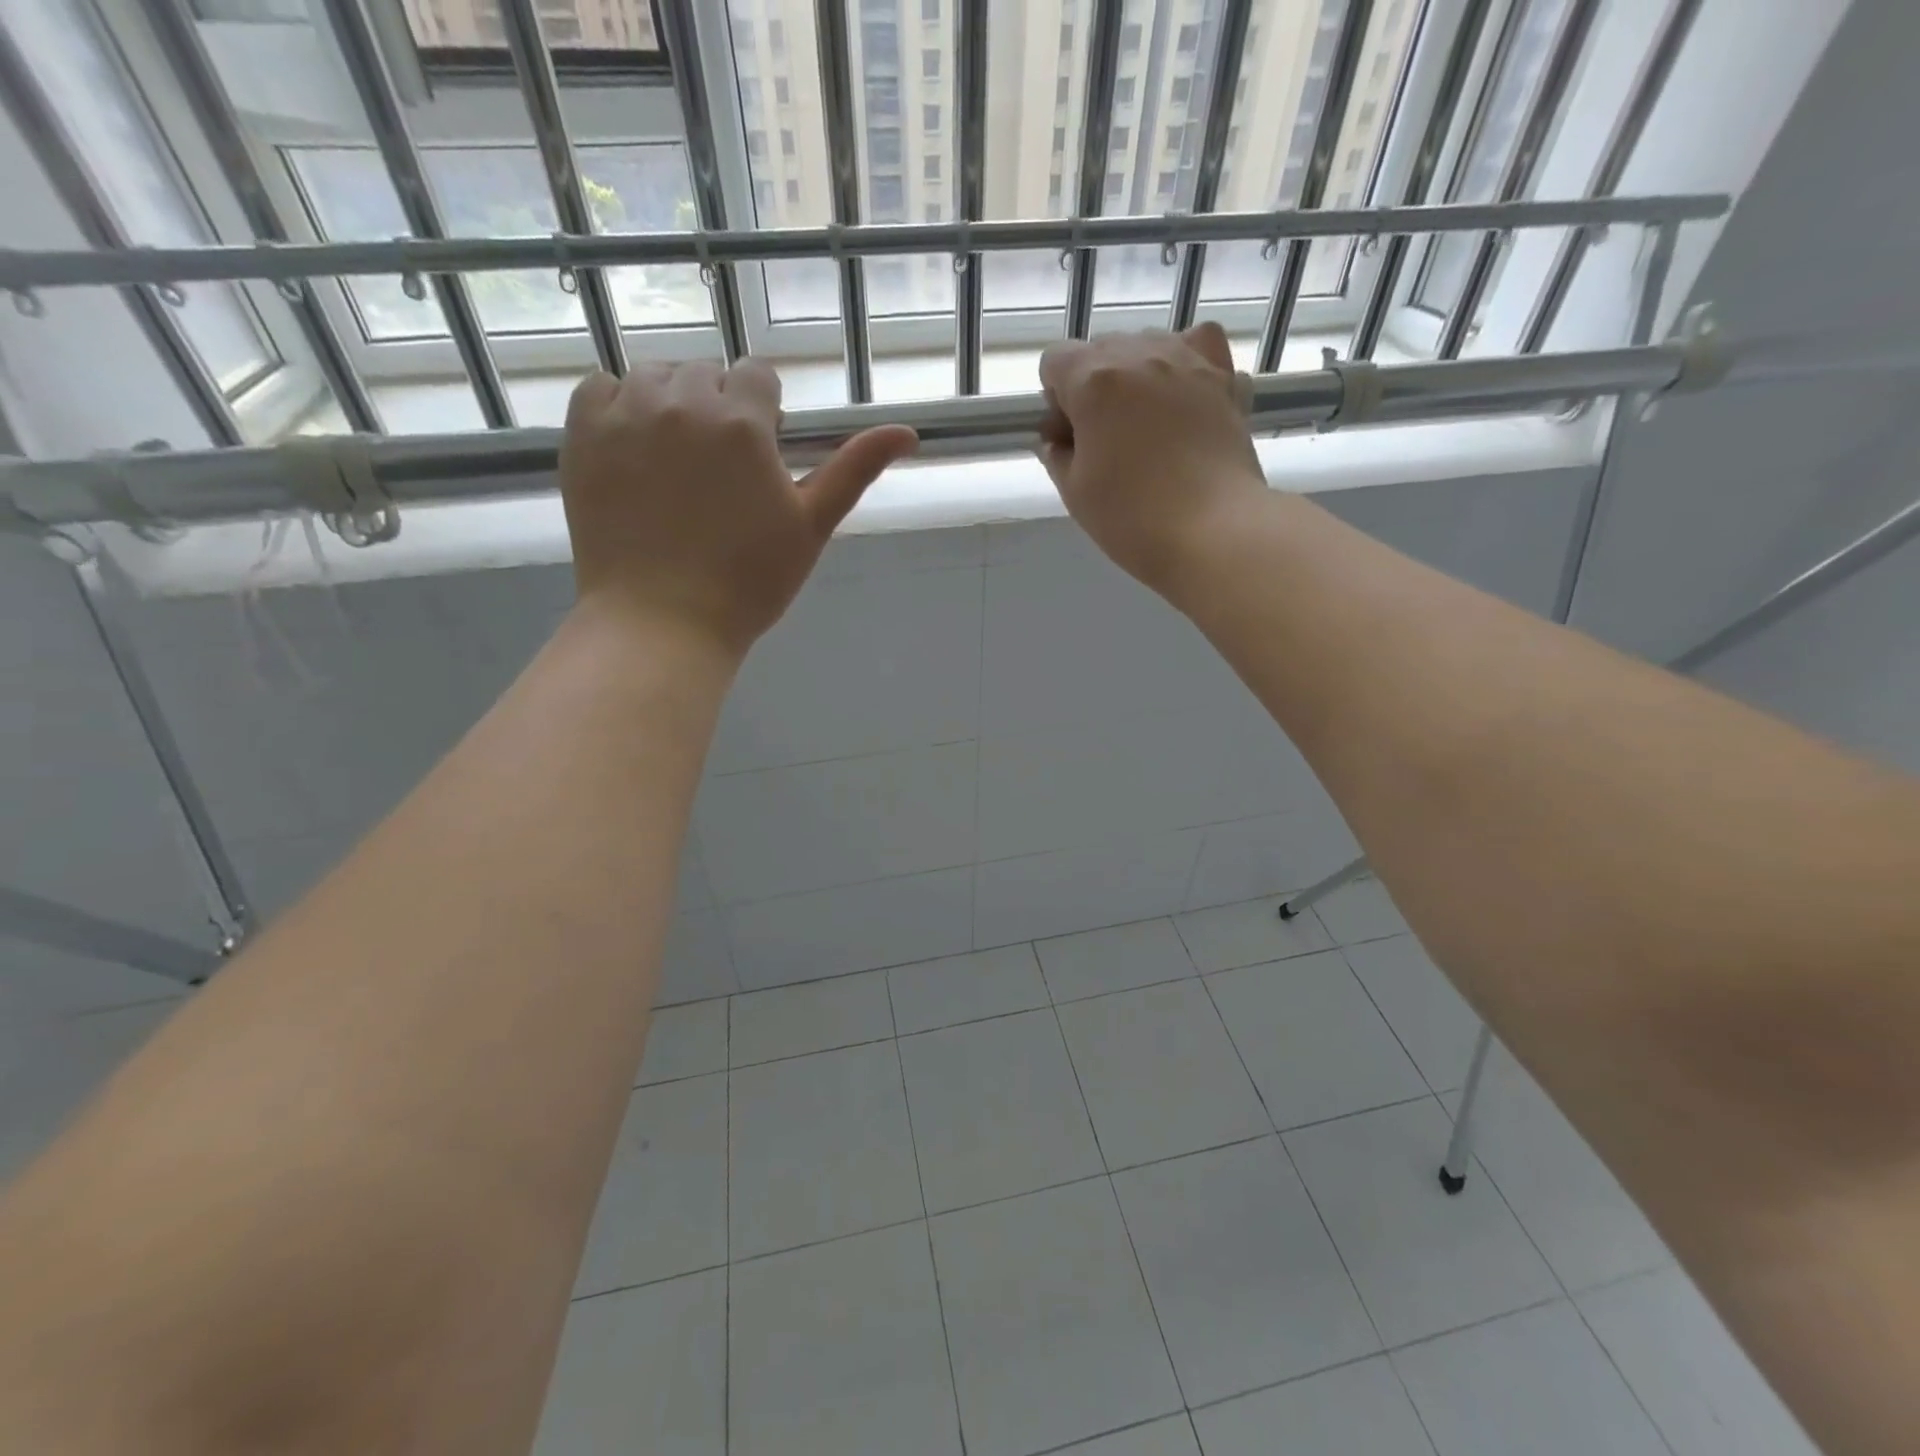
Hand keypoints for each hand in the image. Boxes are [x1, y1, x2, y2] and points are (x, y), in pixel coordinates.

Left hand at [559, 360, 918, 659]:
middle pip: (708, 373)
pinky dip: (620, 406)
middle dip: (720, 409)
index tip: (759, 459)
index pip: (758, 376)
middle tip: (720, 473)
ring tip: (677, 462)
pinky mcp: (582, 433)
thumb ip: (854, 469)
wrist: (662, 622)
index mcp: (742, 421)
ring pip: (656, 375)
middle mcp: (682, 400)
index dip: (764, 415)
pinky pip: (602, 387)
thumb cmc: (748, 582)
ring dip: (672, 403)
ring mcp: (625, 412)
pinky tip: (635, 450)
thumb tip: (908, 432)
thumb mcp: (811, 526)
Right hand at [1037, 324, 1266, 599]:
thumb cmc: (1133, 518)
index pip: (1055, 360)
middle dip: (1093, 386)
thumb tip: (1060, 437)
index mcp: (1094, 382)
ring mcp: (1188, 361)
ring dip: (1136, 374)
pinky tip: (1185, 396)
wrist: (1214, 532)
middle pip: (1101, 349)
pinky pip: (1199, 346)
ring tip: (1146, 423)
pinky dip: (1187, 363)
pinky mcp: (1225, 377)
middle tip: (1104, 439)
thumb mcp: (1074, 493)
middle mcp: (1140, 355)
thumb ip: (1057, 454)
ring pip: (1148, 343)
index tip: (1067, 436)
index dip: (1054, 399)